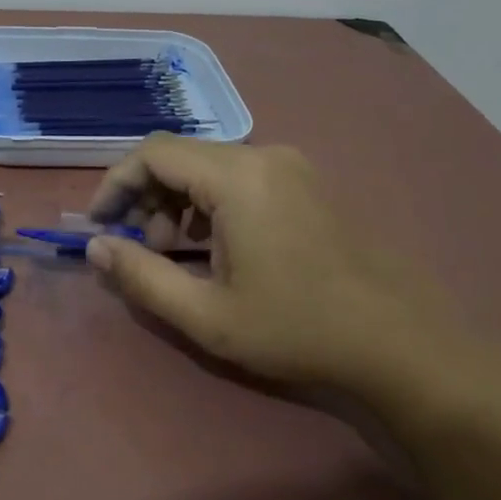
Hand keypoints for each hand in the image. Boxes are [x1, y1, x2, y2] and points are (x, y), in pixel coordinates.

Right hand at [85, 137, 500, 423]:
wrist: (405, 346)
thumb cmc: (299, 330)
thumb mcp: (207, 315)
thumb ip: (140, 277)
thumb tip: (95, 247)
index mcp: (239, 177)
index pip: (153, 153)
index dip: (115, 183)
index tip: (99, 224)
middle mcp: (266, 156)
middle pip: (181, 156)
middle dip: (146, 196)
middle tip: (141, 246)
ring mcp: (293, 167)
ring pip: (210, 166)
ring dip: (178, 201)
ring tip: (176, 252)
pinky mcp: (309, 184)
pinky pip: (241, 177)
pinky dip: (211, 203)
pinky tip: (217, 248)